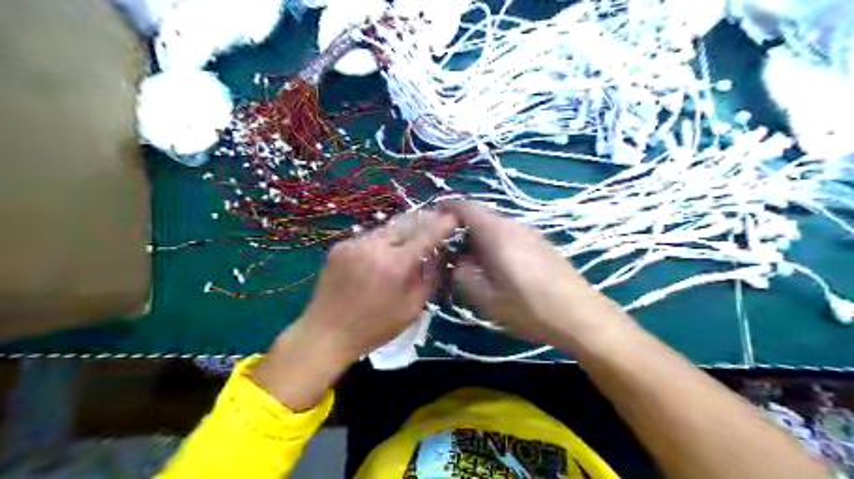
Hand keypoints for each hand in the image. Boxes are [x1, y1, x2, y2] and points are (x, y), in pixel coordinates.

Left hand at [251, 211, 456, 409]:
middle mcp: (374, 247)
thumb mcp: (411, 309)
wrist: (326, 333)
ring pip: (386, 228)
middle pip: (405, 223)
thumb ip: (429, 278)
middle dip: (423, 219)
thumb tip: (439, 255)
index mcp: (395, 265)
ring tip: (412, 234)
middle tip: (435, 218)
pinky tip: (384, 251)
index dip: (442, 224)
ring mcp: (354, 244)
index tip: (453, 217)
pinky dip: (382, 240)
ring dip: (402, 229)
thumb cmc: (374, 327)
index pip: (426, 235)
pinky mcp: (339, 247)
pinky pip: (368, 237)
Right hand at [439, 200, 624, 349]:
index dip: (446, 208)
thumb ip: (462, 274)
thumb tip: (456, 260)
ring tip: (470, 264)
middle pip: (481, 217)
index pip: (466, 206)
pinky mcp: (542, 245)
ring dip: (478, 239)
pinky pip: (510, 236)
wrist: (581, 316)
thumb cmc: (529, 307)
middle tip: (447, 251)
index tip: (431, 219)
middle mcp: (514, 226)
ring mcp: (531, 234)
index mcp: (496, 233)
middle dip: (460, 229)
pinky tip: (496, 269)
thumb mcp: (485, 298)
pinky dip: (495, 245)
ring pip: (496, 228)